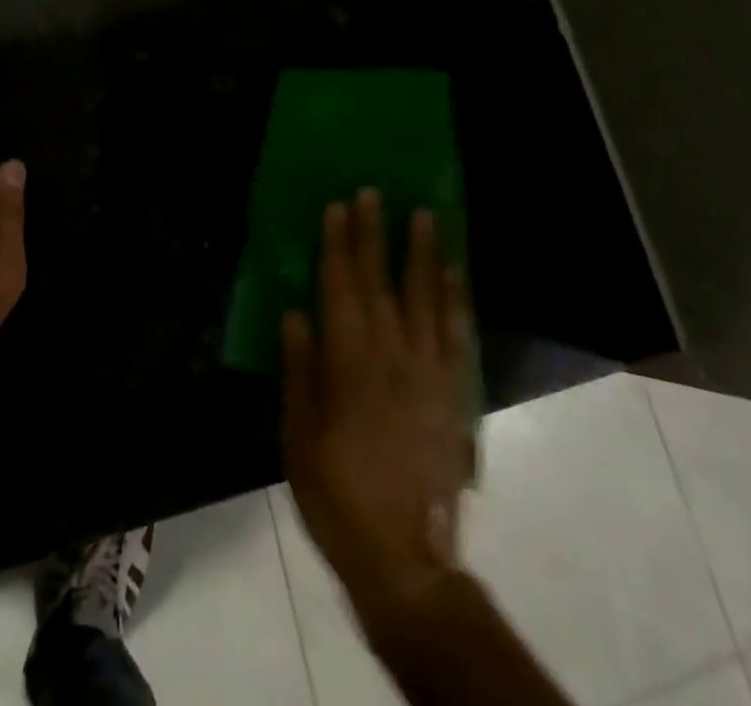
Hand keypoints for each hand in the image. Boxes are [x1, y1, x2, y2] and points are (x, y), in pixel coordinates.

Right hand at [282, 190, 474, 629]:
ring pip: (425, 298)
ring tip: (424, 215)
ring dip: (422, 253)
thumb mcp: (299, 438)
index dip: (338, 246)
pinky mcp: (453, 392)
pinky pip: (456, 334)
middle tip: (374, 193)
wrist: (406, 557)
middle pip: (381, 283)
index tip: (338, 207)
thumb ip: (300, 372)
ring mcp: (428, 372)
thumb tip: (295, 314)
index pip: (341, 290)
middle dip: (375, 235)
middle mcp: (391, 357)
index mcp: (350, 365)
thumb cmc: (337, 496)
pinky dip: (455, 299)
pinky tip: (454, 272)